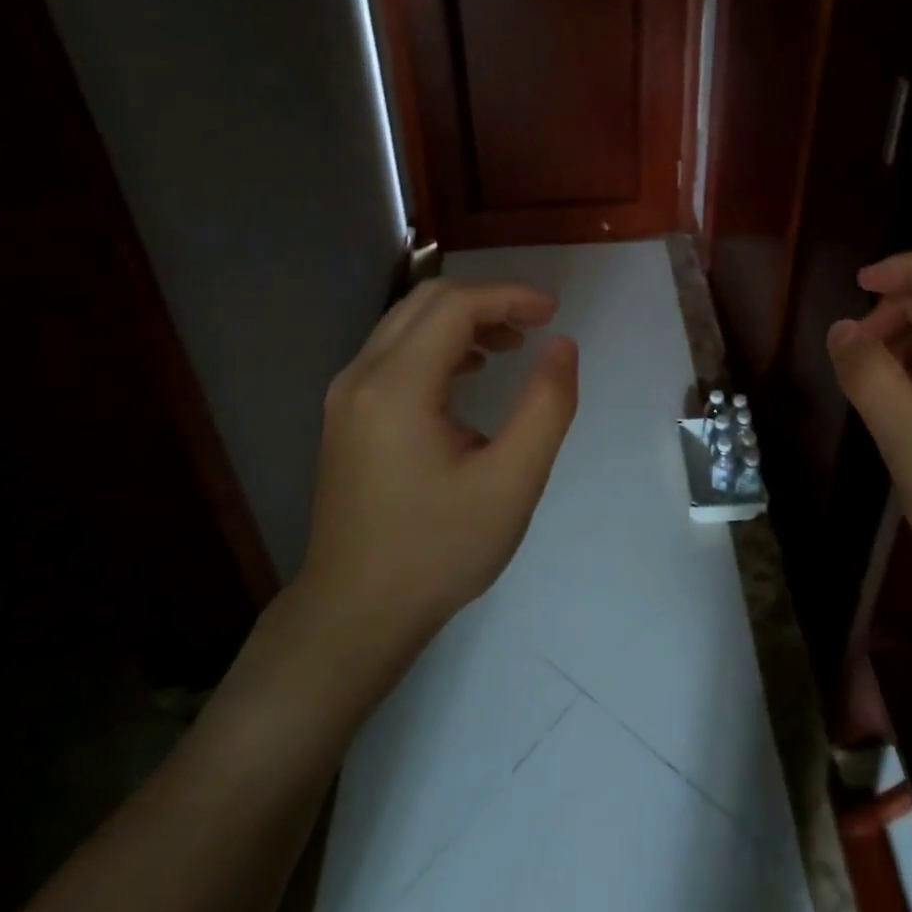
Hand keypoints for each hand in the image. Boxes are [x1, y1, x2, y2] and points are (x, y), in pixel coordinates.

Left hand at [297, 279, 579, 642]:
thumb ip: (546, 406)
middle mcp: (362, 376)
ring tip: (513, 344)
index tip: (555, 313)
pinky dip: (440, 345)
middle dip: (488, 300)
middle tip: (538, 323)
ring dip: (464, 320)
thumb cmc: (439, 550)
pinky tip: (471, 372)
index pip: (455, 306)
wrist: (355, 614)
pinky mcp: (348, 415)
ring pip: (408, 323)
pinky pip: (396, 353)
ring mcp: (347, 395)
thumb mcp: (512, 482)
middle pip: (427, 301)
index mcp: (397, 387)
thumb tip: (563, 346)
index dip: (510, 297)